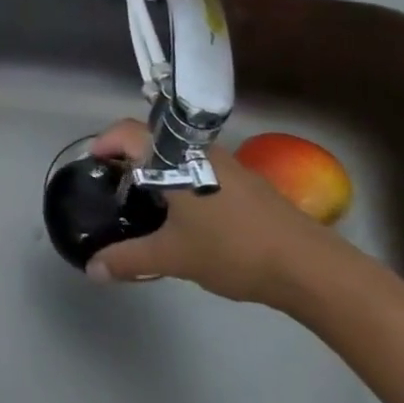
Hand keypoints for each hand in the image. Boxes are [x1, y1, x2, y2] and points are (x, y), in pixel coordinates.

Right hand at [84, 119, 348, 307]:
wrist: (311, 267)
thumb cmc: (233, 250)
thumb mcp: (173, 257)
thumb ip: (128, 259)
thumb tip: (92, 270)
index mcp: (175, 158)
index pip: (129, 132)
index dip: (106, 142)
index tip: (93, 163)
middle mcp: (200, 152)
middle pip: (154, 140)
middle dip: (130, 156)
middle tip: (115, 184)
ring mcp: (229, 165)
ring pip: (181, 156)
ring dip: (160, 170)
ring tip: (146, 202)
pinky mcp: (249, 184)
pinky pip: (203, 170)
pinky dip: (185, 182)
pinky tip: (187, 217)